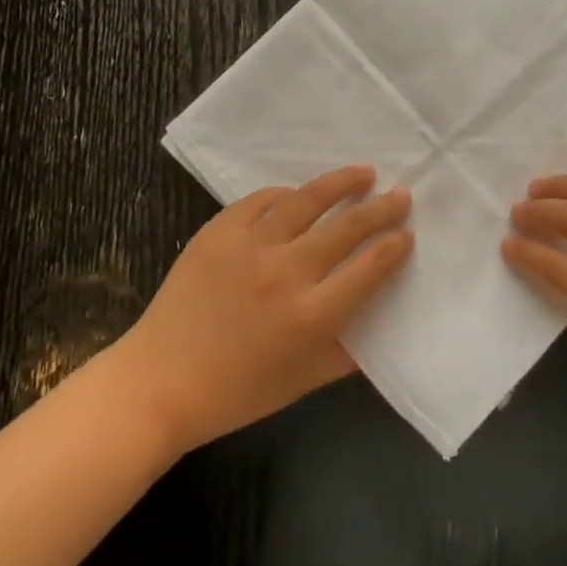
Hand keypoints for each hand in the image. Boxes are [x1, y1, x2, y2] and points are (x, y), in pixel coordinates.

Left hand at [110, 166, 412, 453]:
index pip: (370, 269)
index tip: (407, 234)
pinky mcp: (217, 232)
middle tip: (401, 195)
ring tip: (363, 173)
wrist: (159, 383)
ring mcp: (249, 247)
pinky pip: (260, 201)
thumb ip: (346, 353)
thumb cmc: (237, 393)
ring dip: (341, 183)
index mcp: (312, 315)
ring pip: (307, 201)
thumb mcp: (303, 382)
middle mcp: (286, 273)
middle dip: (382, 208)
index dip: (395, 247)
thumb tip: (376, 325)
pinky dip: (285, 195)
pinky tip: (297, 195)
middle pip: (348, 227)